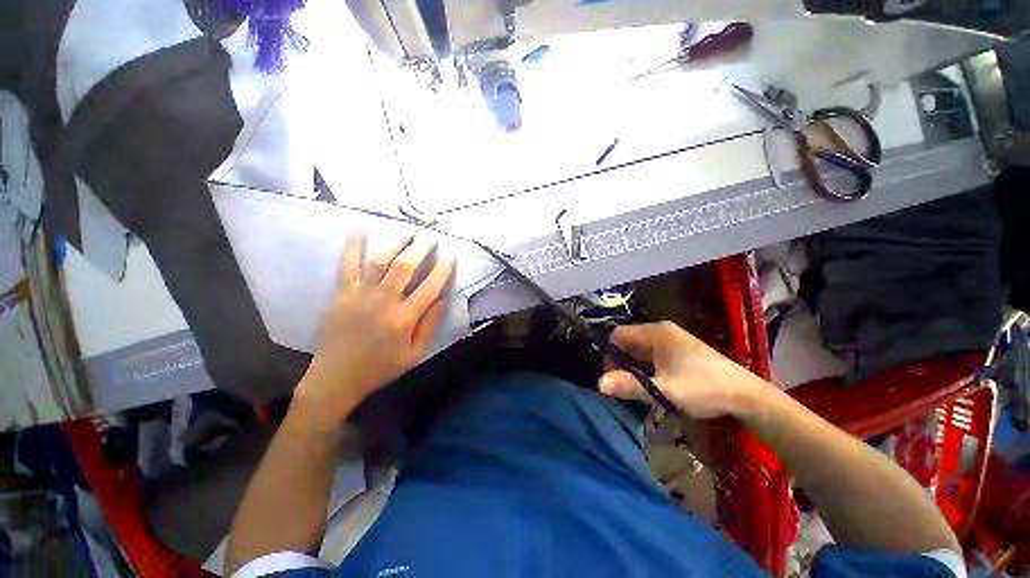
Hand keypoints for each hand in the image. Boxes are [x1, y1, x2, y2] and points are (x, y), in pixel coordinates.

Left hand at [293, 233, 454, 427]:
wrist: (336, 377)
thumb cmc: (380, 367)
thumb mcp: (414, 354)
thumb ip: (430, 325)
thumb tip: (443, 299)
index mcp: (404, 318)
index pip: (430, 286)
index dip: (443, 269)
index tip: (450, 257)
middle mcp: (383, 300)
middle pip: (405, 266)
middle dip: (421, 248)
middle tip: (431, 238)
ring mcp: (360, 293)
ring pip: (380, 260)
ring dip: (395, 242)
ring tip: (407, 232)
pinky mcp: (341, 292)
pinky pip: (347, 264)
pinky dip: (353, 245)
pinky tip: (361, 229)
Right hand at [598, 321, 761, 418]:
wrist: (745, 396)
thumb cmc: (703, 388)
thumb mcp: (664, 390)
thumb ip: (630, 386)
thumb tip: (599, 384)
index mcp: (655, 333)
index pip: (618, 335)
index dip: (610, 354)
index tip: (612, 376)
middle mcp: (661, 331)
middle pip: (628, 342)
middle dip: (621, 363)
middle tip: (623, 386)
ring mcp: (671, 340)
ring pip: (640, 350)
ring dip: (634, 367)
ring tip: (636, 388)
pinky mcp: (679, 351)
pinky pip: (652, 355)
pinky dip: (646, 368)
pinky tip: (652, 384)